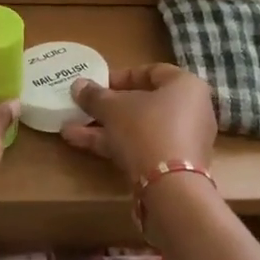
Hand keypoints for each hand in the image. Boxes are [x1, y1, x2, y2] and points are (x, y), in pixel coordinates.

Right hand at [61, 64, 216, 184]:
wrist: (170, 187)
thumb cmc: (146, 129)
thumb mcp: (113, 108)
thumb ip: (95, 96)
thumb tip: (78, 85)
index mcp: (186, 86)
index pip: (153, 71)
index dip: (121, 76)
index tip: (97, 83)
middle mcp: (190, 110)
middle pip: (144, 103)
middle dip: (108, 106)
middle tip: (82, 106)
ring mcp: (182, 140)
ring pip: (138, 128)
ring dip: (104, 127)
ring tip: (69, 127)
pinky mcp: (172, 166)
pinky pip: (141, 147)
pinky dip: (114, 144)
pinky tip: (80, 143)